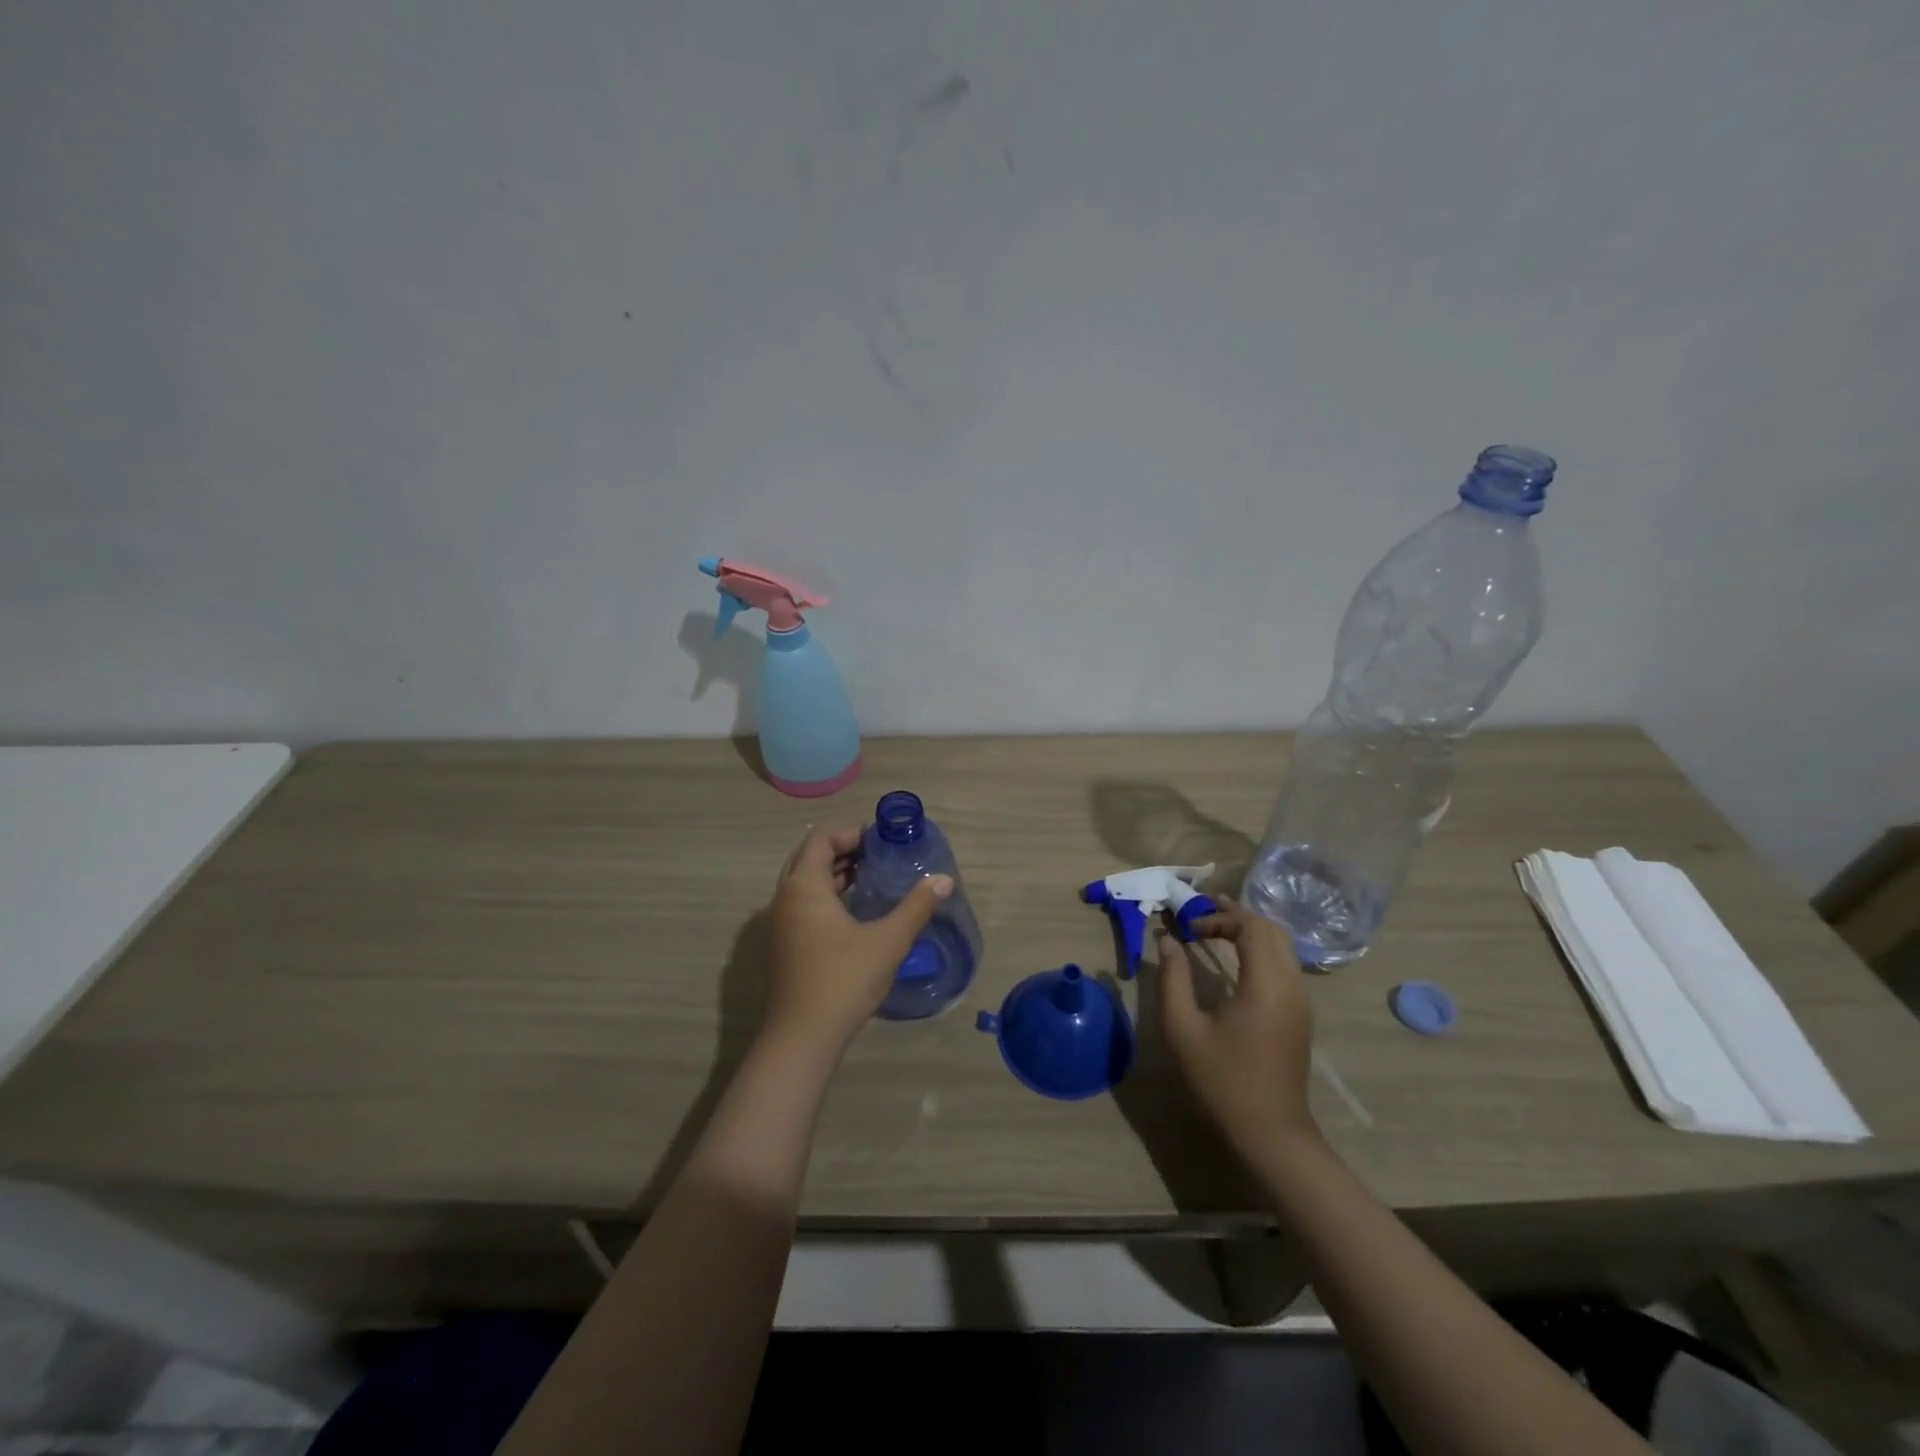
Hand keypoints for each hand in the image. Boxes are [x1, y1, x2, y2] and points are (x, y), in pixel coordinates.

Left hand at [764, 824, 952, 1053]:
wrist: (803, 1037)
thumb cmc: (844, 980)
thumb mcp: (888, 941)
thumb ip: (916, 906)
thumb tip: (944, 879)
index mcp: (804, 886)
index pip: (821, 838)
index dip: (850, 833)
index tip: (881, 841)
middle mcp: (785, 898)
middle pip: (810, 856)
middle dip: (842, 850)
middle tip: (877, 856)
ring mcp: (780, 923)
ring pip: (805, 882)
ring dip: (834, 874)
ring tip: (870, 878)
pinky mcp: (784, 945)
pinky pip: (803, 903)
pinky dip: (826, 895)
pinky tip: (854, 912)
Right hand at [1157, 897, 1317, 1161]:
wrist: (1271, 1134)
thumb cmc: (1222, 1081)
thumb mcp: (1183, 1029)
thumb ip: (1172, 979)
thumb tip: (1167, 941)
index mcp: (1266, 985)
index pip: (1252, 927)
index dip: (1220, 918)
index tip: (1189, 928)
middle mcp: (1291, 985)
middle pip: (1272, 930)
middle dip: (1237, 916)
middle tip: (1202, 915)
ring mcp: (1301, 1001)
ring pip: (1282, 946)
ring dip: (1250, 931)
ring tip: (1216, 929)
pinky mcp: (1300, 1015)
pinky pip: (1285, 964)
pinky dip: (1261, 949)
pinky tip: (1236, 959)